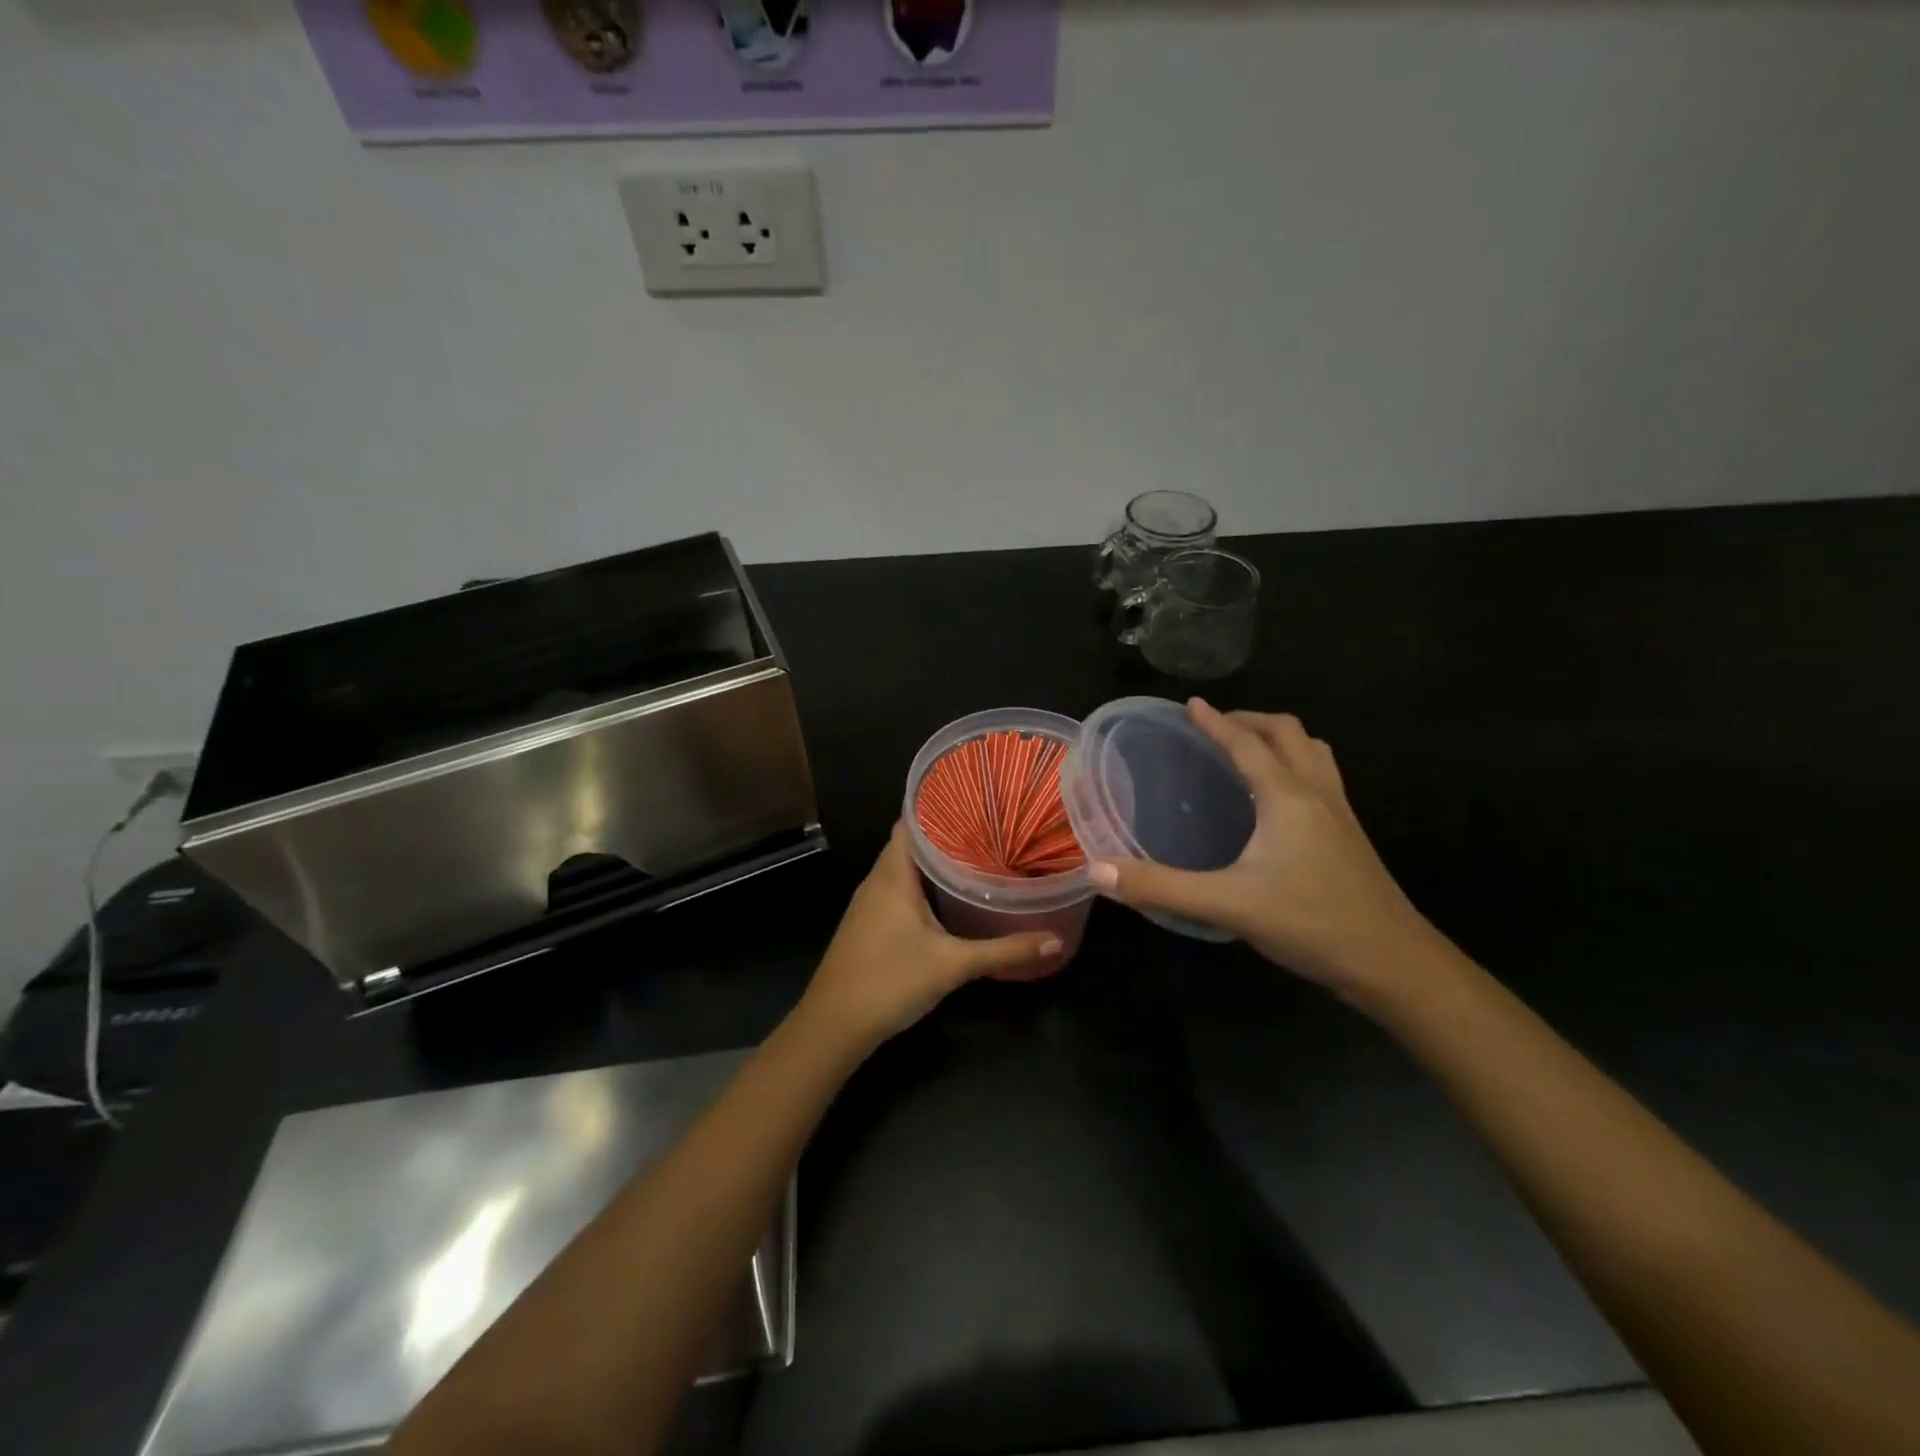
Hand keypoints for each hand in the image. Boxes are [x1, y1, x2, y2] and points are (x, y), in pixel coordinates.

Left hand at [800, 823, 1062, 1050]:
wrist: (834, 1025)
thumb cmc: (890, 981)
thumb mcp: (953, 965)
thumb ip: (1004, 951)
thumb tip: (1056, 940)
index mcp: (893, 874)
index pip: (912, 821)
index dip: (939, 806)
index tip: (976, 801)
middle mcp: (878, 880)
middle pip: (911, 842)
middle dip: (947, 834)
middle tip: (990, 828)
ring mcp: (870, 903)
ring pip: (905, 868)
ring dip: (935, 861)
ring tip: (978, 854)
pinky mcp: (870, 924)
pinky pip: (899, 889)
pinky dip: (924, 885)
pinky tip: (950, 896)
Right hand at [1089, 700, 1441, 997]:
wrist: (1394, 963)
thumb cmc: (1311, 923)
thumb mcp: (1227, 906)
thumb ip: (1160, 887)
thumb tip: (1098, 871)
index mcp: (1287, 796)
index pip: (1246, 744)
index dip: (1215, 722)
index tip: (1190, 705)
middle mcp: (1316, 793)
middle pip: (1288, 733)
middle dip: (1250, 720)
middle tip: (1216, 727)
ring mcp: (1340, 813)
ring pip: (1313, 752)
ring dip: (1280, 739)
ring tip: (1249, 751)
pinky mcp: (1350, 836)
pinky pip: (1322, 777)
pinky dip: (1296, 766)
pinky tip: (1278, 801)